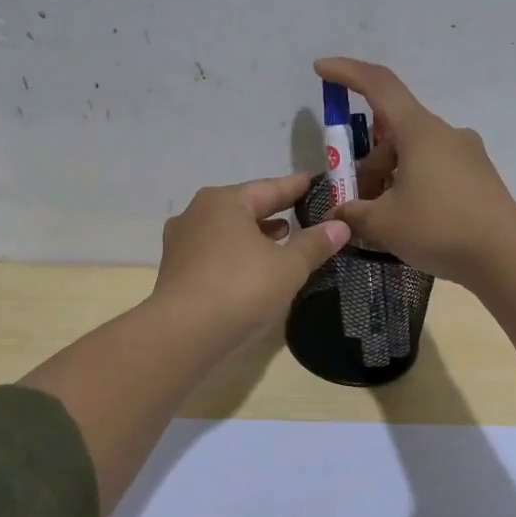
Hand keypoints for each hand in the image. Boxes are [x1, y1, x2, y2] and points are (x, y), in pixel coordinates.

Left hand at [151, 174, 351, 343]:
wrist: (183, 333)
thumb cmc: (240, 288)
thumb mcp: (288, 267)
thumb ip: (314, 244)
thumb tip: (340, 225)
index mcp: (224, 201)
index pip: (269, 188)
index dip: (295, 187)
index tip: (314, 183)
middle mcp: (197, 213)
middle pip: (244, 207)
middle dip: (273, 211)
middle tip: (302, 213)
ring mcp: (182, 242)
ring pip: (227, 231)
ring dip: (254, 234)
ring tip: (281, 240)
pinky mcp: (176, 270)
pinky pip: (214, 252)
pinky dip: (236, 254)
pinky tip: (252, 267)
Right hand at [313, 57, 515, 283]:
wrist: (506, 258)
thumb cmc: (439, 229)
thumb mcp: (383, 223)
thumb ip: (353, 212)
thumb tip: (339, 213)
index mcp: (420, 131)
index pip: (379, 85)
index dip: (346, 73)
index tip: (321, 69)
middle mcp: (445, 134)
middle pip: (393, 134)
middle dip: (366, 163)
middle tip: (352, 201)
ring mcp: (466, 155)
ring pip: (413, 155)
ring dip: (388, 178)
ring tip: (379, 221)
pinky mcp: (478, 177)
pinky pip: (434, 170)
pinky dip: (411, 186)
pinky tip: (408, 222)